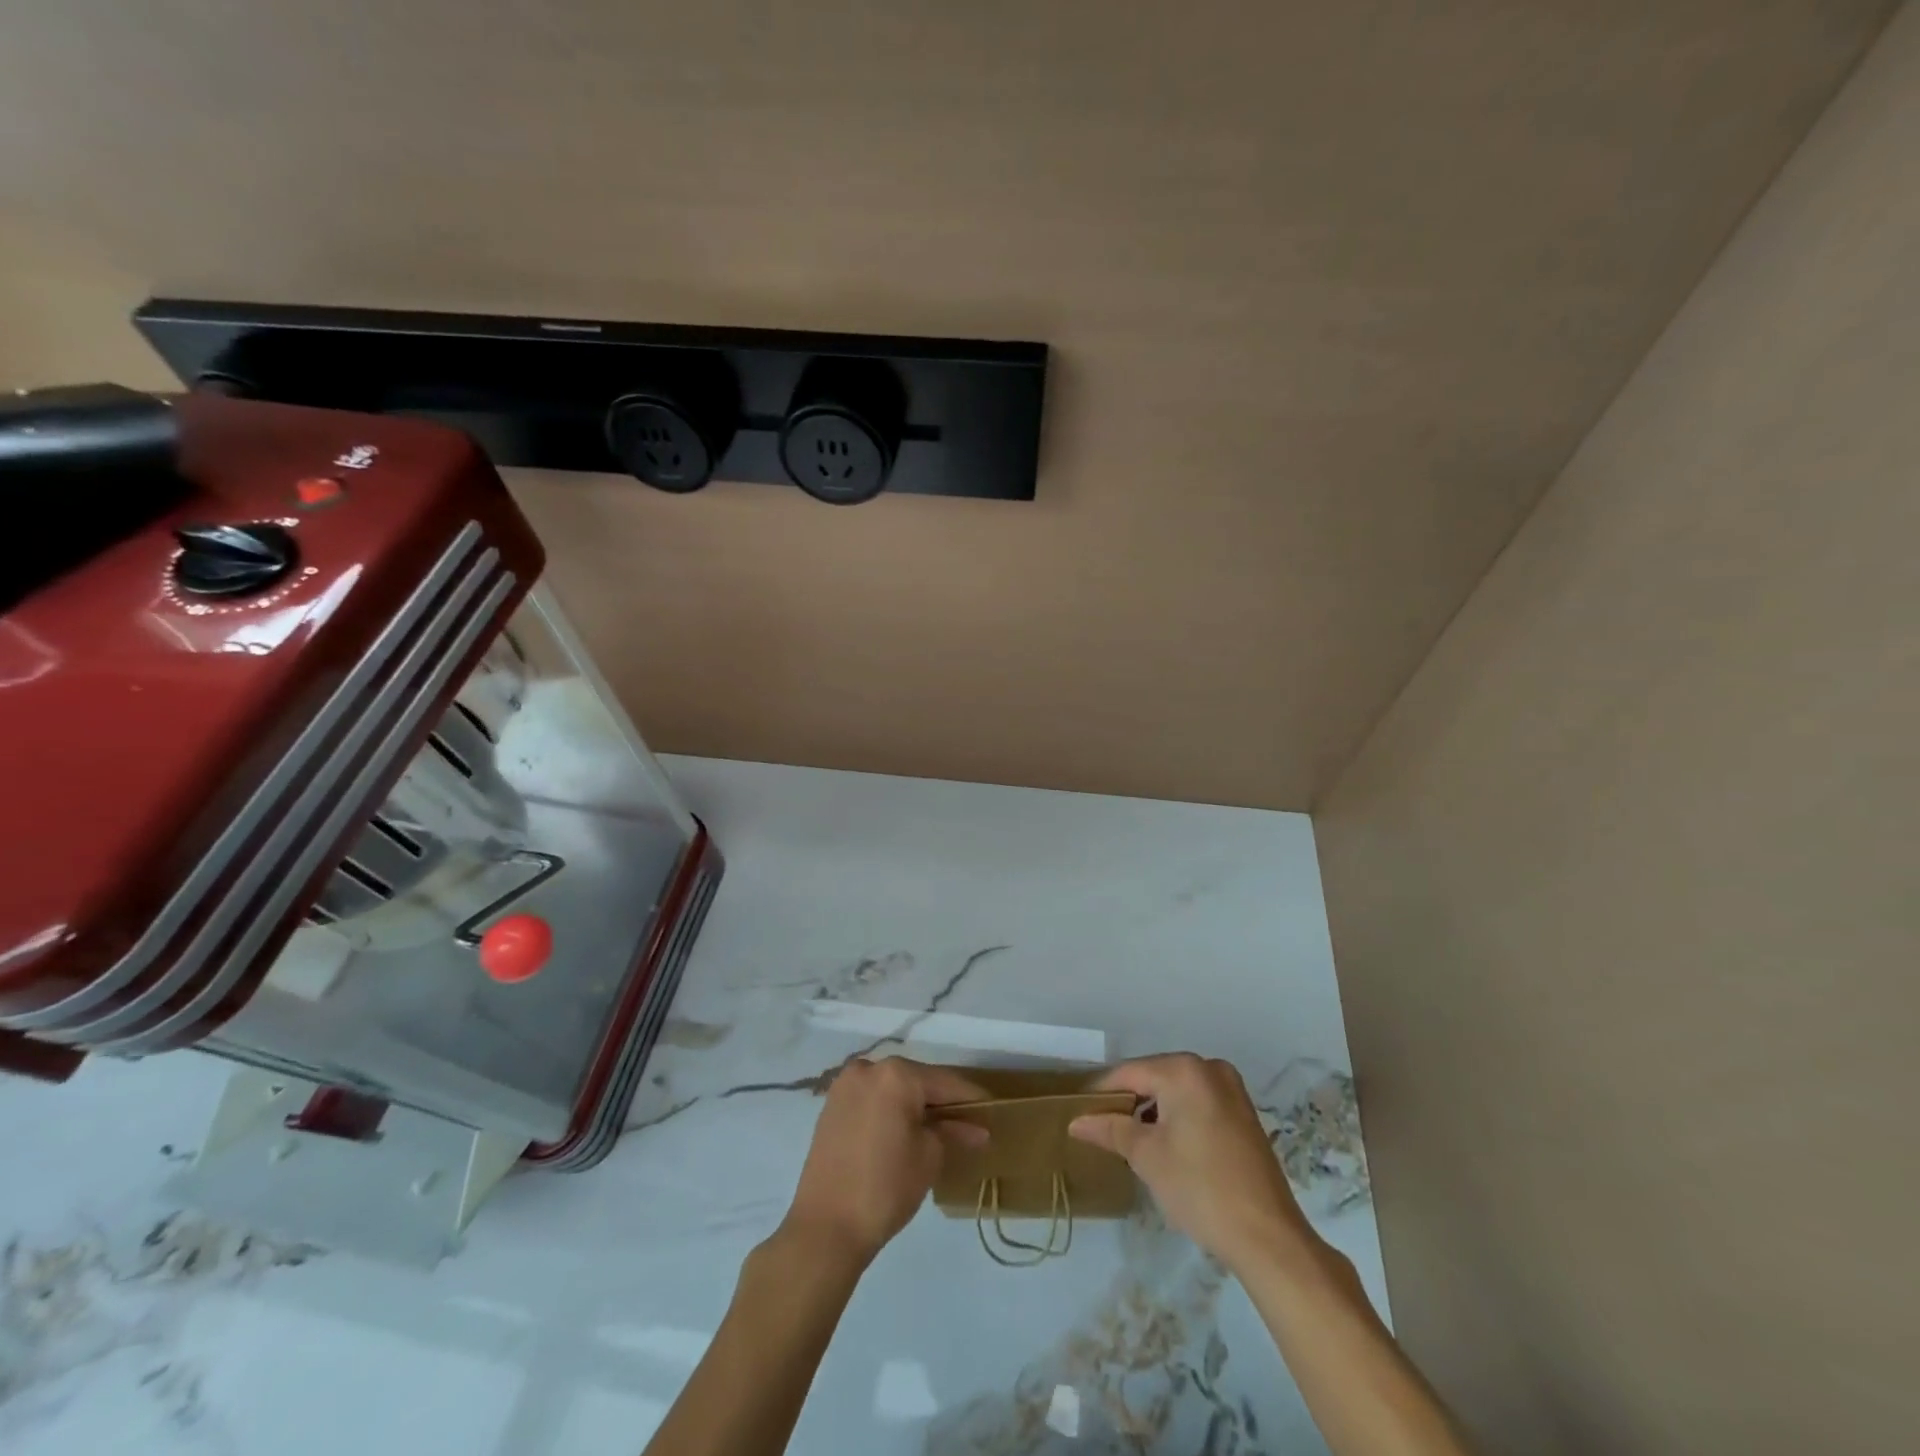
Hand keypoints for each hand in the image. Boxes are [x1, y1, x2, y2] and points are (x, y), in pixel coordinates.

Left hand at [782, 1057, 984, 1266]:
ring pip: (892, 1089)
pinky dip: (890, 1111)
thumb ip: (953, 1133)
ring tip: (938, 1129)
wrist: (825, 1227)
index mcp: (896, 1074)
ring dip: (914, 1106)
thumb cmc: (886, 1186)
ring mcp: (845, 1086)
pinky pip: (872, 1100)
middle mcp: (868, 1068)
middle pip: (916, 1081)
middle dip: (941, 1101)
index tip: (992, 1109)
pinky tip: (905, 1132)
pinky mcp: (831, 1107)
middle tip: (966, 1122)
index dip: (971, 1097)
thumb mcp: (929, 1157)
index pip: (944, 1082)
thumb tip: (976, 1129)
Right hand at [1069, 1052, 1311, 1271]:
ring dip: (1153, 1111)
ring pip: (1176, 1091)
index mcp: (1183, 1070)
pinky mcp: (1243, 1113)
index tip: (1079, 1113)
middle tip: (1103, 1130)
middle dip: (1128, 1102)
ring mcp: (1231, 1089)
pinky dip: (1178, 1117)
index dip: (1101, 1093)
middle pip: (1153, 1077)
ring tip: (1130, 1140)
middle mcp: (1209, 1068)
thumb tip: (1076, 1121)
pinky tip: (1165, 1145)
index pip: (1128, 1073)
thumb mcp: (1146, 1157)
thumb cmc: (1200, 1188)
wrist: (1268, 1237)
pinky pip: (1197, 1103)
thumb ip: (1110, 1129)